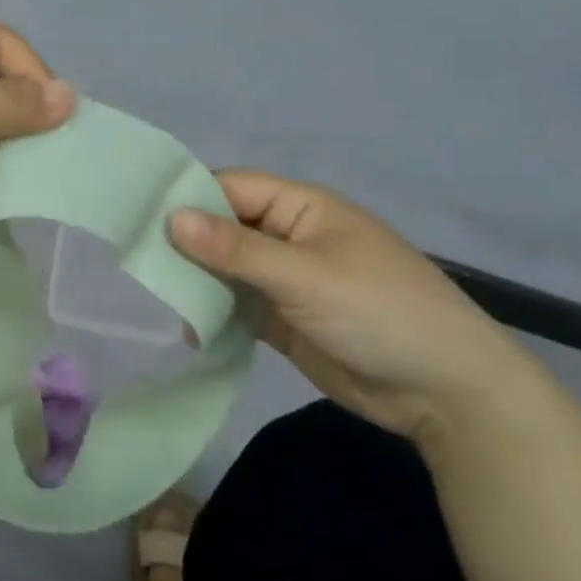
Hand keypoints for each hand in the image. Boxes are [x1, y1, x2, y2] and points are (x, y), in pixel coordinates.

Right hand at [168, 170, 531, 443]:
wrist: (446, 393)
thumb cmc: (381, 313)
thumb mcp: (305, 276)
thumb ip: (236, 250)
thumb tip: (170, 218)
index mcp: (299, 207)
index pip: (230, 188)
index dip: (187, 198)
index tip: (137, 217)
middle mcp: (288, 236)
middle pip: (223, 228)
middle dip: (185, 242)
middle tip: (134, 260)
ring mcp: (285, 279)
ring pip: (226, 268)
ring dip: (196, 280)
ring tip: (153, 294)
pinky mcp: (283, 318)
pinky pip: (237, 305)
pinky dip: (213, 312)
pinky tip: (186, 327)